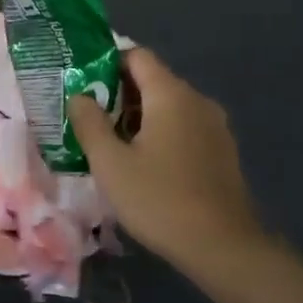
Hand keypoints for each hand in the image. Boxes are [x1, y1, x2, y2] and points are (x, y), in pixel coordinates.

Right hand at [69, 47, 263, 265]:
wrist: (223, 247)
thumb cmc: (159, 199)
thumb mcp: (110, 163)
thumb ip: (89, 123)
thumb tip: (79, 95)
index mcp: (171, 94)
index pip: (137, 56)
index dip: (107, 62)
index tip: (82, 82)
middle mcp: (197, 100)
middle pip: (153, 80)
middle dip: (118, 93)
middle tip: (88, 116)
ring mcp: (214, 126)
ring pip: (169, 106)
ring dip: (138, 117)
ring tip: (110, 142)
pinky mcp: (221, 151)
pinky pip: (184, 127)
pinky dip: (160, 133)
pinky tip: (143, 163)